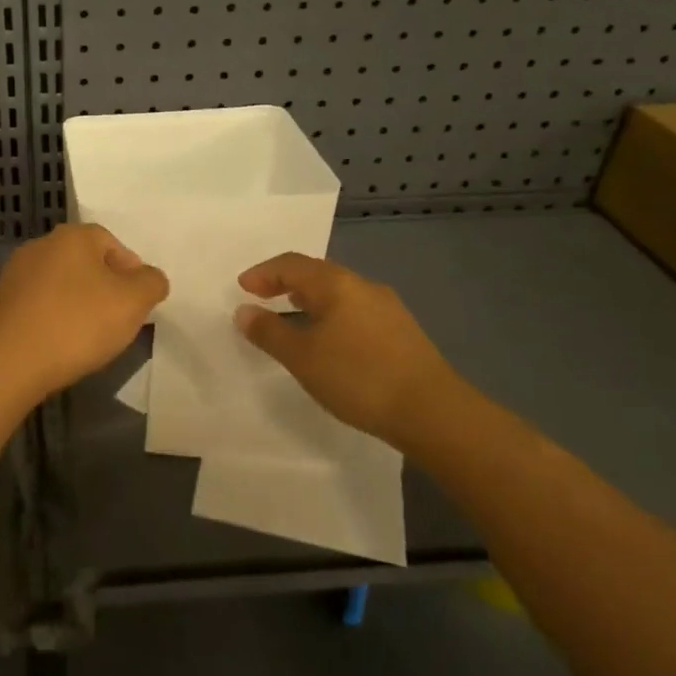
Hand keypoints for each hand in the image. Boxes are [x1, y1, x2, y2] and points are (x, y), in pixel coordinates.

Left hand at [0, 223, 168, 403]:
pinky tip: (60, 345)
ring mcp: (16, 274)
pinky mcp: (0, 303)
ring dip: (79, 306)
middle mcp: (42, 245)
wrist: (7, 361)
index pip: (114, 244)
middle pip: (87, 263)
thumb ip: (151, 283)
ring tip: (89, 339)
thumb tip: (151, 278)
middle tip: (118, 322)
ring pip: (62, 285)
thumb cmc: (76, 323)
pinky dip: (54, 320)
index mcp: (74, 236)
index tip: (138, 305)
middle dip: (105, 289)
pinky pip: (40, 306)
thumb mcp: (132, 302)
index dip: (132, 273)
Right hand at [235, 253, 465, 448]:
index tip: (243, 288)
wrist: (432, 411)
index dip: (263, 273)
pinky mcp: (401, 330)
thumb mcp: (302, 357)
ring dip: (309, 300)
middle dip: (286, 282)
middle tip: (262, 298)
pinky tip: (328, 340)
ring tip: (291, 318)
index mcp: (336, 284)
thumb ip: (269, 332)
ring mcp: (387, 307)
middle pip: (316, 273)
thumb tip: (244, 311)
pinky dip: (330, 315)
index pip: (291, 264)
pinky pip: (354, 310)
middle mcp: (363, 286)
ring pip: (338, 292)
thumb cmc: (358, 377)